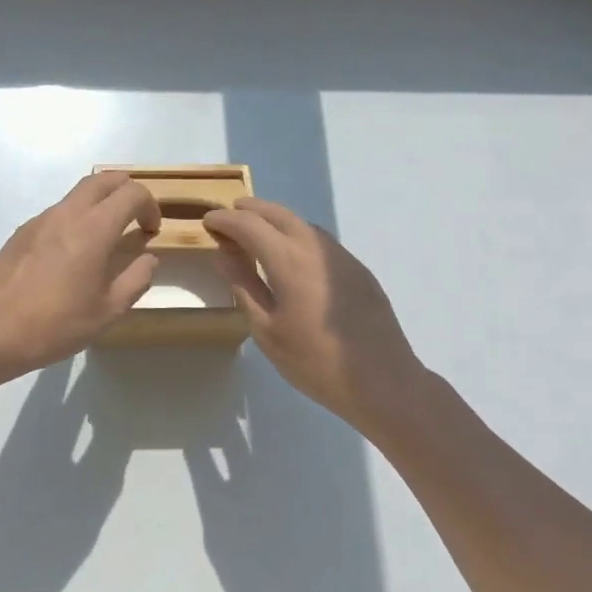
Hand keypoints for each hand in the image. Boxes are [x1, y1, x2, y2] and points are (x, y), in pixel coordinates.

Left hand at [0, 171, 160, 381]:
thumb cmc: (56, 324)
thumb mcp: (108, 311)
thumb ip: (136, 279)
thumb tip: (147, 258)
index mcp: (94, 228)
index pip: (131, 193)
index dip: (150, 205)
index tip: (151, 230)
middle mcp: (67, 213)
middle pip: (102, 180)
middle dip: (125, 190)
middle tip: (134, 216)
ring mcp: (40, 220)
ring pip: (77, 194)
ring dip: (98, 203)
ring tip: (105, 236)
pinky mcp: (22, 232)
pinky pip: (57, 213)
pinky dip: (75, 219)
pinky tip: (71, 254)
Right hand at [204, 198, 427, 429]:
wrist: (383, 381)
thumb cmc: (314, 361)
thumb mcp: (267, 329)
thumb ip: (244, 285)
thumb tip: (224, 254)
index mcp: (288, 260)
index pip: (248, 225)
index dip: (225, 220)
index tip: (208, 221)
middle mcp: (315, 247)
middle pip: (277, 213)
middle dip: (250, 210)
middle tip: (228, 218)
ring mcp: (340, 256)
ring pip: (301, 223)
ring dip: (274, 220)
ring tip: (255, 234)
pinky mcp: (357, 269)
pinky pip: (319, 240)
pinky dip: (296, 235)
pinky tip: (290, 257)